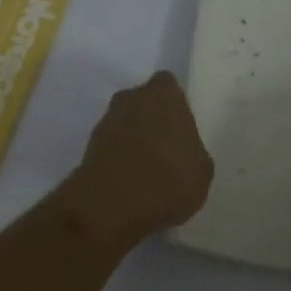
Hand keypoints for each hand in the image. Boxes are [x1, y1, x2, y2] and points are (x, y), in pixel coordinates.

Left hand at [61, 72, 213, 251]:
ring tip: (147, 173)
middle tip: (166, 150)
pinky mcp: (89, 146)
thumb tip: (183, 151)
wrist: (112, 204)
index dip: (175, 105)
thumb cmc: (168, 179)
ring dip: (133, 140)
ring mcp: (107, 120)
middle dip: (152, 120)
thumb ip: (193, 149)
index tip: (181, 129)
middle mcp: (132, 97)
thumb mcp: (202, 170)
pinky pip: (111, 146)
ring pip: (125, 123)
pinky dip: (118, 159)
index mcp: (163, 93)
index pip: (168, 85)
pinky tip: (129, 184)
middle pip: (144, 102)